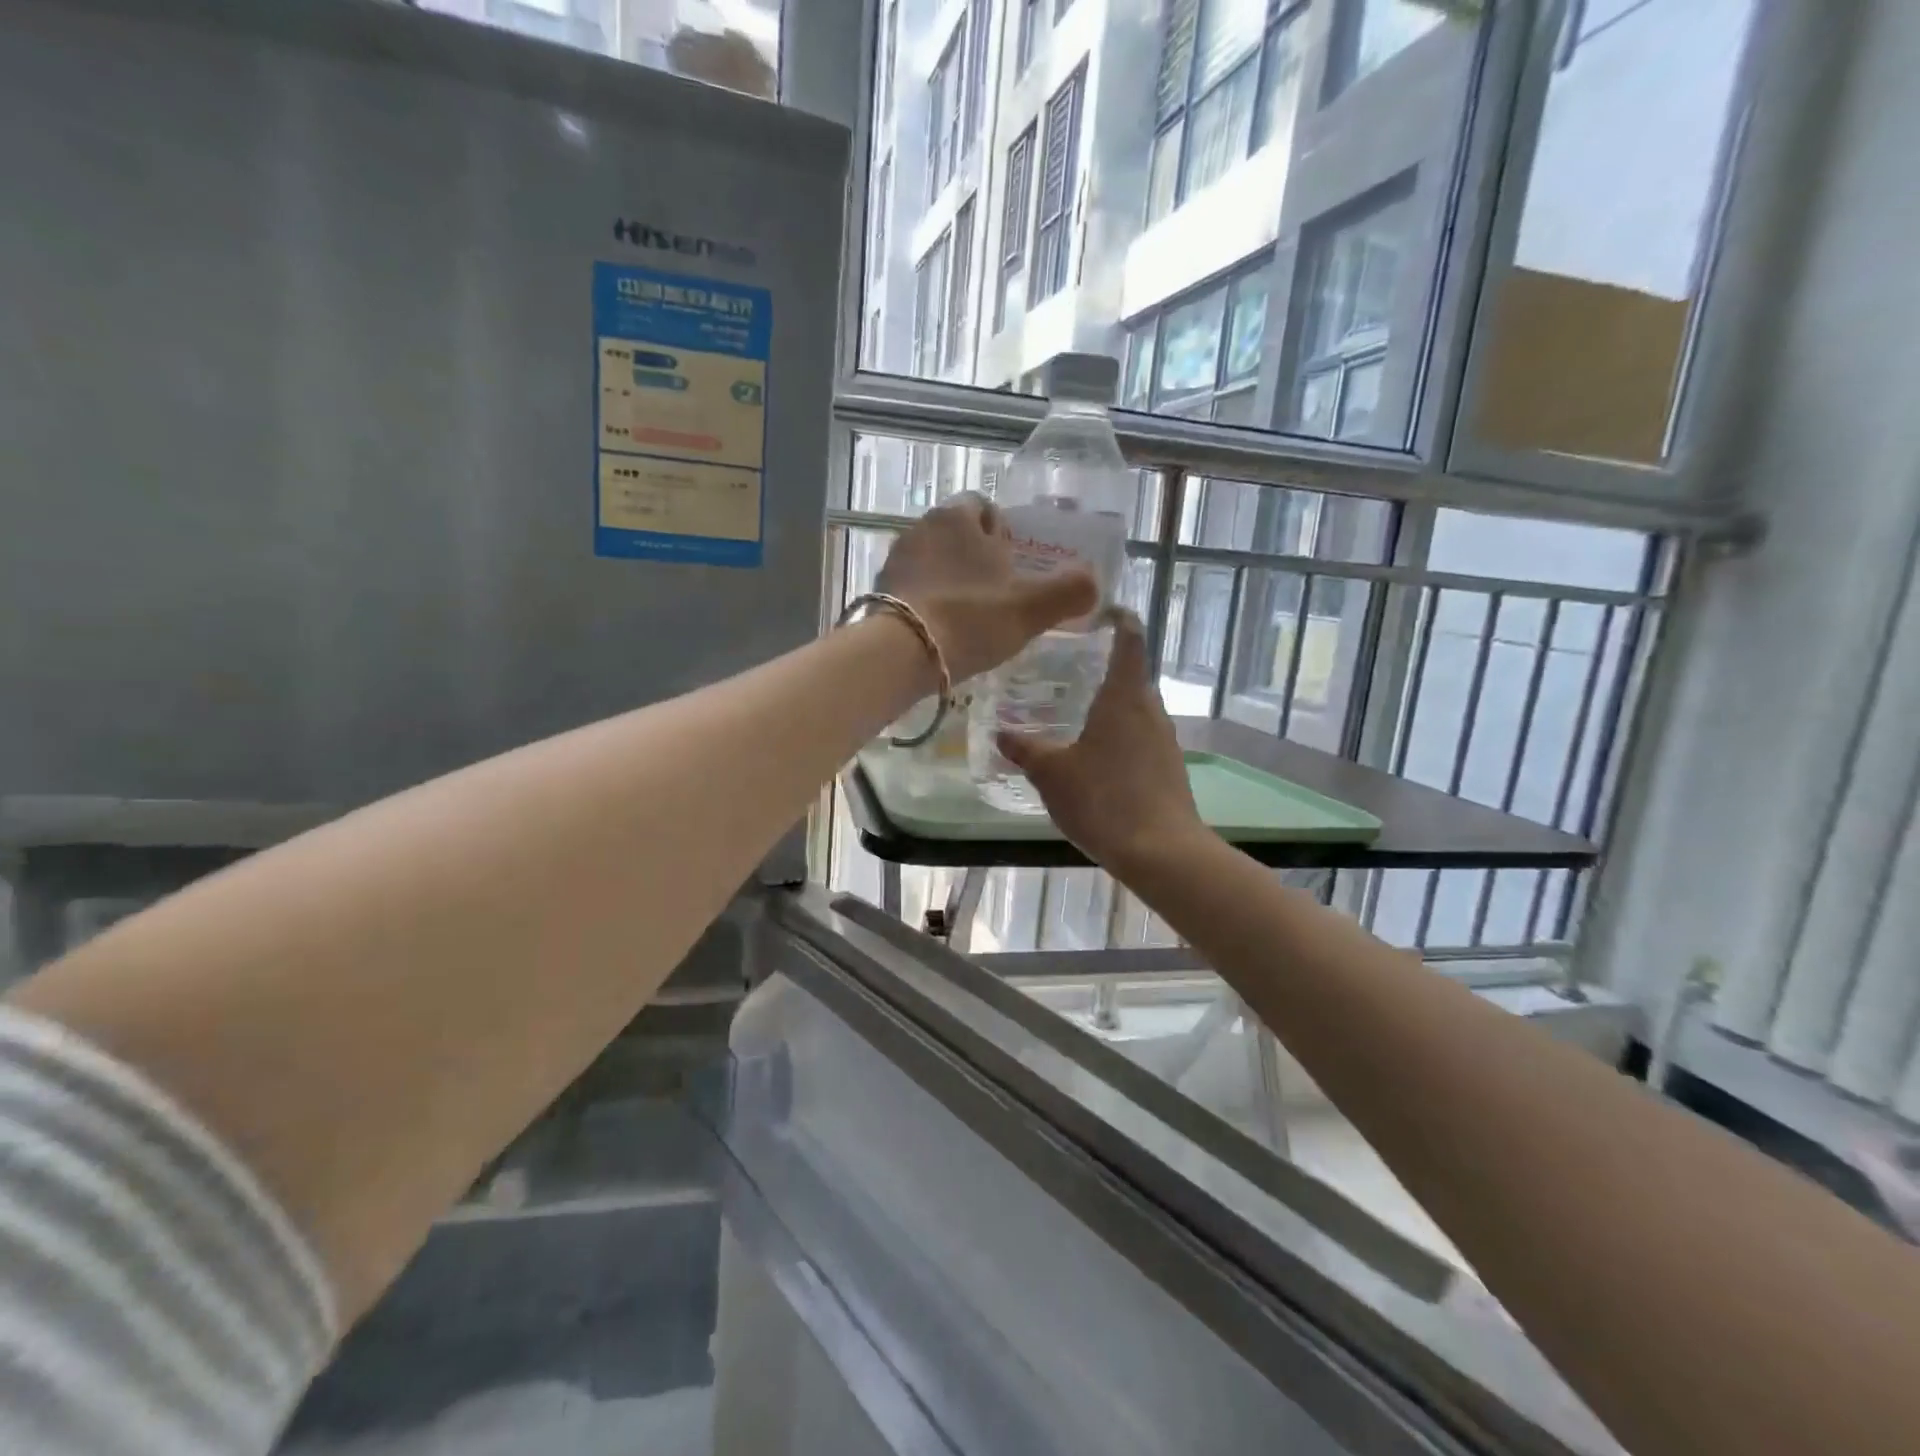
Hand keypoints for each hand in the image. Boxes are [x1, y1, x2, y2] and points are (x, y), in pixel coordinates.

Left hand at [875, 495, 1097, 682]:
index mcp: (959, 517)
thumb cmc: (971, 619)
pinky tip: (939, 629)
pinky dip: (927, 600)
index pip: (983, 508)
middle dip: (975, 558)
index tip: (1012, 566)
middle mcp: (923, 526)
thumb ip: (1068, 592)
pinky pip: (912, 586)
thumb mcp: (1030, 609)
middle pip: (957, 535)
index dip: (1001, 534)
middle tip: (995, 595)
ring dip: (950, 580)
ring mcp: (896, 558)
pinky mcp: (879, 588)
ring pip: (933, 561)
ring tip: (968, 616)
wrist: (902, 652)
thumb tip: (1095, 582)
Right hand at [996, 611, 1207, 871]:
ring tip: (1075, 710)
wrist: (1160, 851)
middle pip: (1131, 674)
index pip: (1130, 637)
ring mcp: (1164, 739)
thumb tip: (1001, 733)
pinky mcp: (1169, 767)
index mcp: (1124, 695)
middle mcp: (1150, 708)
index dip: (1118, 618)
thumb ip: (1025, 749)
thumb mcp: (1052, 773)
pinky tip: (1095, 756)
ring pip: (1135, 708)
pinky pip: (1141, 736)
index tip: (1098, 612)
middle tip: (1065, 667)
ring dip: (1110, 705)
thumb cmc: (1103, 799)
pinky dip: (1119, 735)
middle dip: (1103, 666)